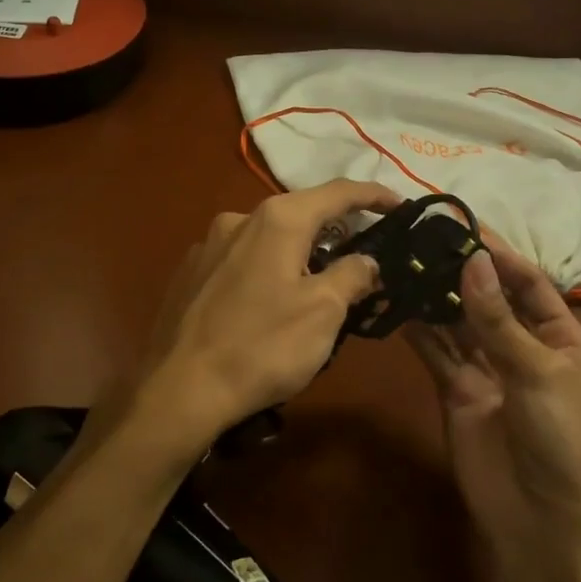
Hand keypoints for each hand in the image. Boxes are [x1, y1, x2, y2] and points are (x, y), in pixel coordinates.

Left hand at [118, 179, 401, 465]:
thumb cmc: (262, 346)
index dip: (374, 195)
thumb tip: (366, 259)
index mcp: (277, 219)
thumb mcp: (324, 312)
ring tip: (317, 287)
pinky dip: (266, 270)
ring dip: (299, 253)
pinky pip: (242, 260)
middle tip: (364, 256)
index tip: (401, 206)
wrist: (179, 389)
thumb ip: (352, 275)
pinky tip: (268, 304)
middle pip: (301, 213)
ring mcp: (208, 245)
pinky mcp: (190, 273)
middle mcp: (239, 219)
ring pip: (269, 238)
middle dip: (336, 230)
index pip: (338, 192)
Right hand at [407, 240, 580, 538]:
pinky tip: (398, 304)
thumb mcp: (539, 372)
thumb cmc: (563, 439)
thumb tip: (473, 260)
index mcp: (562, 339)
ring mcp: (488, 371)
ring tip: (406, 262)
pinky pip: (437, 354)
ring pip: (458, 324)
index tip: (464, 227)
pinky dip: (419, 331)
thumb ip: (499, 319)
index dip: (500, 256)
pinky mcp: (457, 393)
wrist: (544, 523)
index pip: (529, 285)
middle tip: (424, 240)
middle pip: (490, 301)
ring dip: (437, 297)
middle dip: (462, 273)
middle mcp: (523, 349)